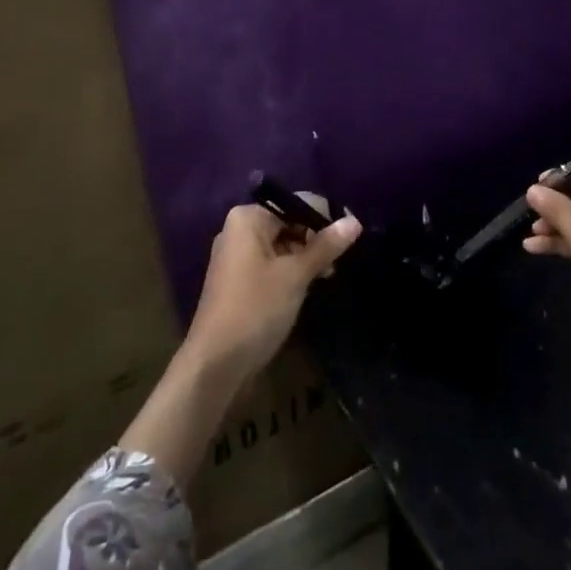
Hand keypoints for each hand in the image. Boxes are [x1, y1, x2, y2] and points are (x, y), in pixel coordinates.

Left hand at [184, 204, 361, 384]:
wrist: (216, 364)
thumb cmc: (256, 309)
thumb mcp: (296, 275)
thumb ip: (326, 246)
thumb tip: (355, 221)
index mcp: (248, 218)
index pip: (296, 205)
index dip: (325, 220)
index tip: (350, 240)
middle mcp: (239, 229)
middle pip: (289, 223)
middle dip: (315, 241)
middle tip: (338, 264)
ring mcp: (237, 256)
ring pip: (282, 245)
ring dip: (306, 259)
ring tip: (328, 277)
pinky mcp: (239, 280)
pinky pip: (272, 263)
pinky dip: (291, 271)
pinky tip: (309, 287)